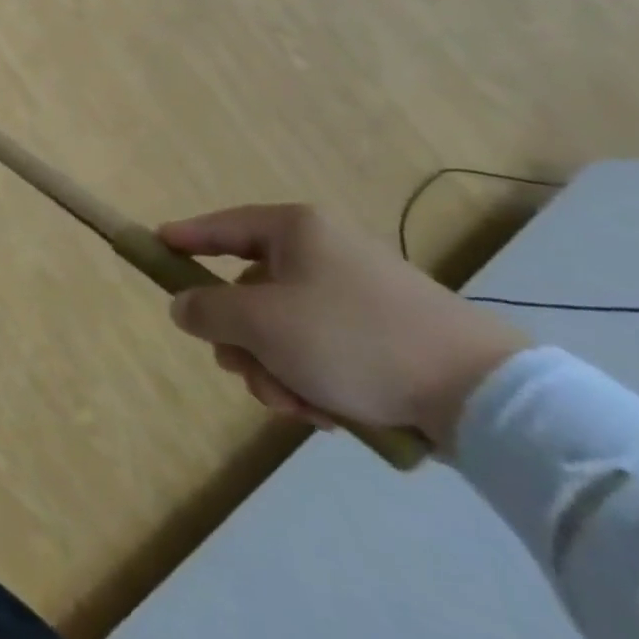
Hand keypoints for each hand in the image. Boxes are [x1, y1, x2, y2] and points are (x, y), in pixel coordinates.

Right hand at [159, 203, 529, 448]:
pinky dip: (314, 378)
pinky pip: (324, 348)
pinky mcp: (387, 332)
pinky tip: (329, 412)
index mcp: (295, 230)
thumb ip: (207, 310)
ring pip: (286, 327)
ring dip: (278, 369)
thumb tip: (183, 306)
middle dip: (243, 340)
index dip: (185, 237)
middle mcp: (324, 251)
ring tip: (297, 406)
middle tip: (246, 375)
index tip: (155, 245)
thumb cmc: (353, 339)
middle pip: (252, 290)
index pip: (222, 226)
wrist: (483, 395)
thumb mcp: (262, 324)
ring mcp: (358, 291)